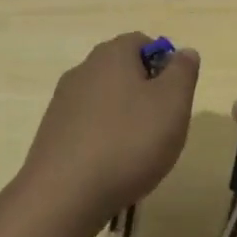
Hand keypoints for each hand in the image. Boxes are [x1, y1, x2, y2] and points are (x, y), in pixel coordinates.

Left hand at [20, 33, 199, 234]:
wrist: (64, 195)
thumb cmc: (128, 141)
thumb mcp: (172, 104)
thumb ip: (183, 72)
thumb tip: (184, 52)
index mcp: (112, 54)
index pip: (142, 42)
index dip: (164, 64)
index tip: (175, 97)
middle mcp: (83, 69)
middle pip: (122, 70)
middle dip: (145, 93)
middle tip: (162, 126)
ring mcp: (63, 102)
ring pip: (105, 99)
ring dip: (124, 117)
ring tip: (138, 152)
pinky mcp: (52, 133)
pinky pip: (87, 126)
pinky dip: (103, 139)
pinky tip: (111, 167)